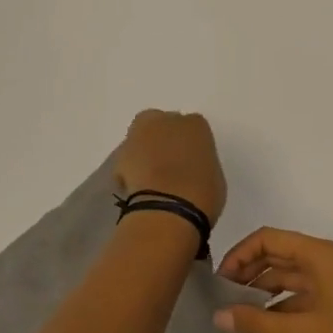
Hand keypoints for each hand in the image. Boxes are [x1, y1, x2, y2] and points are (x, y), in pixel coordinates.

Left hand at [113, 110, 226, 225]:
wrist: (167, 210)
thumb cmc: (202, 195)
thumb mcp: (214, 178)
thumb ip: (200, 164)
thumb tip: (190, 170)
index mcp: (195, 125)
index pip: (193, 127)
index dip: (190, 145)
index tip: (190, 161)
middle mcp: (164, 121)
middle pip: (160, 123)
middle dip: (162, 137)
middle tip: (167, 162)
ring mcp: (138, 136)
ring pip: (140, 137)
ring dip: (143, 151)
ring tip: (150, 177)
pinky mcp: (118, 155)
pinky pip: (126, 159)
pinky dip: (130, 169)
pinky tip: (137, 187)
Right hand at [213, 228, 332, 332]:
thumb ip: (255, 321)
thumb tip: (218, 315)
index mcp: (323, 256)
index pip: (271, 239)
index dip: (241, 253)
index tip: (220, 279)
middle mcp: (331, 262)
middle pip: (280, 254)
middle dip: (250, 270)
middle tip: (223, 295)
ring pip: (291, 276)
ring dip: (264, 289)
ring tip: (237, 310)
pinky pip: (304, 295)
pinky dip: (281, 305)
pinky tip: (263, 324)